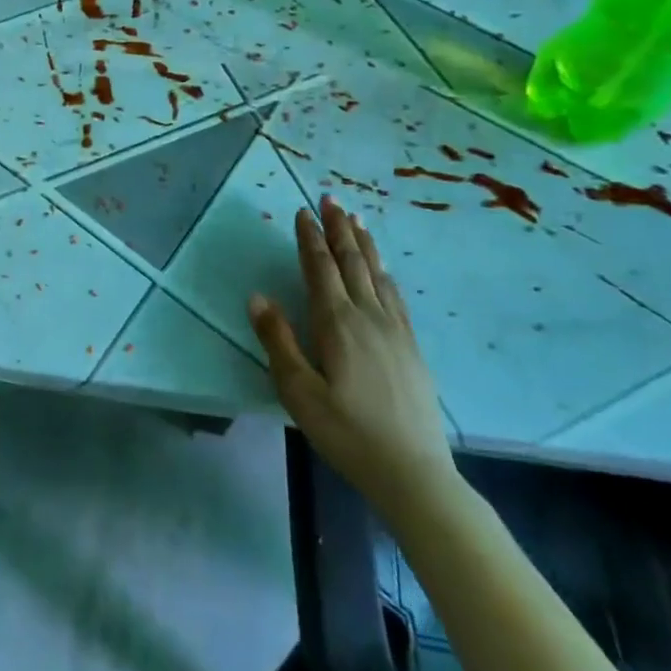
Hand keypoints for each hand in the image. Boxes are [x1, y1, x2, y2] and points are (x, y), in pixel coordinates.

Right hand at [248, 196, 459, 522]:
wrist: (413, 472)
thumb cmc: (346, 432)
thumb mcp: (299, 391)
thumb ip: (279, 341)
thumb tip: (258, 297)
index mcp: (337, 324)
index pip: (320, 269)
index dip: (310, 238)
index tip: (302, 212)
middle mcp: (368, 317)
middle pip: (351, 262)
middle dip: (339, 229)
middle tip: (331, 198)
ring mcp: (395, 330)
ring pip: (377, 274)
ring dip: (363, 244)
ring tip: (355, 219)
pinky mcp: (411, 347)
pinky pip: (396, 296)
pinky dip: (384, 272)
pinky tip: (383, 269)